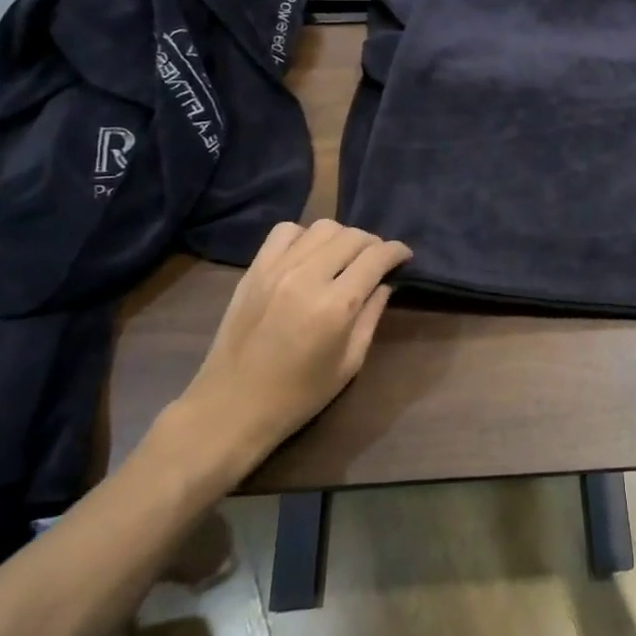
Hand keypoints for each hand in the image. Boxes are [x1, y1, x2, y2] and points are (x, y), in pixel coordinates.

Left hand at [164, 220, 410, 486]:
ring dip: (342, 237)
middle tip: (377, 261)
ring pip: (322, 228)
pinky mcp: (254, 270)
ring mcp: (276, 270)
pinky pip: (285, 232)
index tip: (404, 256)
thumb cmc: (298, 395)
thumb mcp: (350, 363)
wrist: (231, 407)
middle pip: (352, 236)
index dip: (397, 251)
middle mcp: (308, 277)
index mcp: (336, 305)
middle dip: (373, 244)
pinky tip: (309, 255)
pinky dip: (305, 236)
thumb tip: (384, 284)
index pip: (376, 257)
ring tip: (344, 256)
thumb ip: (371, 316)